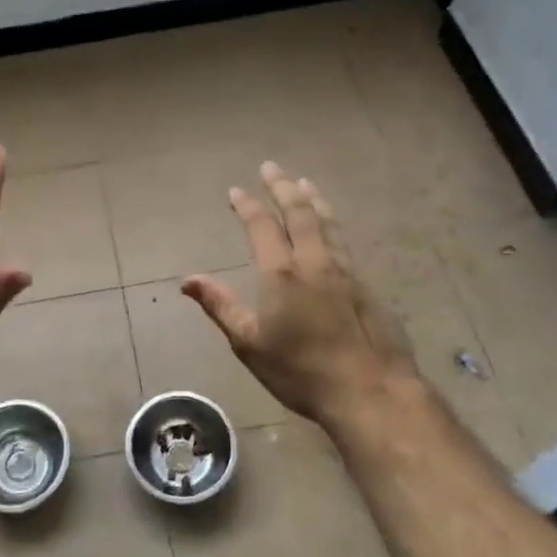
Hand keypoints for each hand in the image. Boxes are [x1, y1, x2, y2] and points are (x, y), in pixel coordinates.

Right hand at [184, 161, 421, 429]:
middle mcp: (314, 261)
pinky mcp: (365, 284)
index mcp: (282, 273)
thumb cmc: (300, 370)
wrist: (369, 390)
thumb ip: (221, 306)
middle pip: (299, 211)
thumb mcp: (250, 343)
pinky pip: (343, 239)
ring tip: (303, 181)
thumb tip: (187, 280)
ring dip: (312, 197)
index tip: (236, 190)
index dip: (247, 205)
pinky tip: (331, 225)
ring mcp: (345, 270)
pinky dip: (331, 221)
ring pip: (327, 221)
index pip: (262, 226)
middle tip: (271, 167)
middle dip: (282, 186)